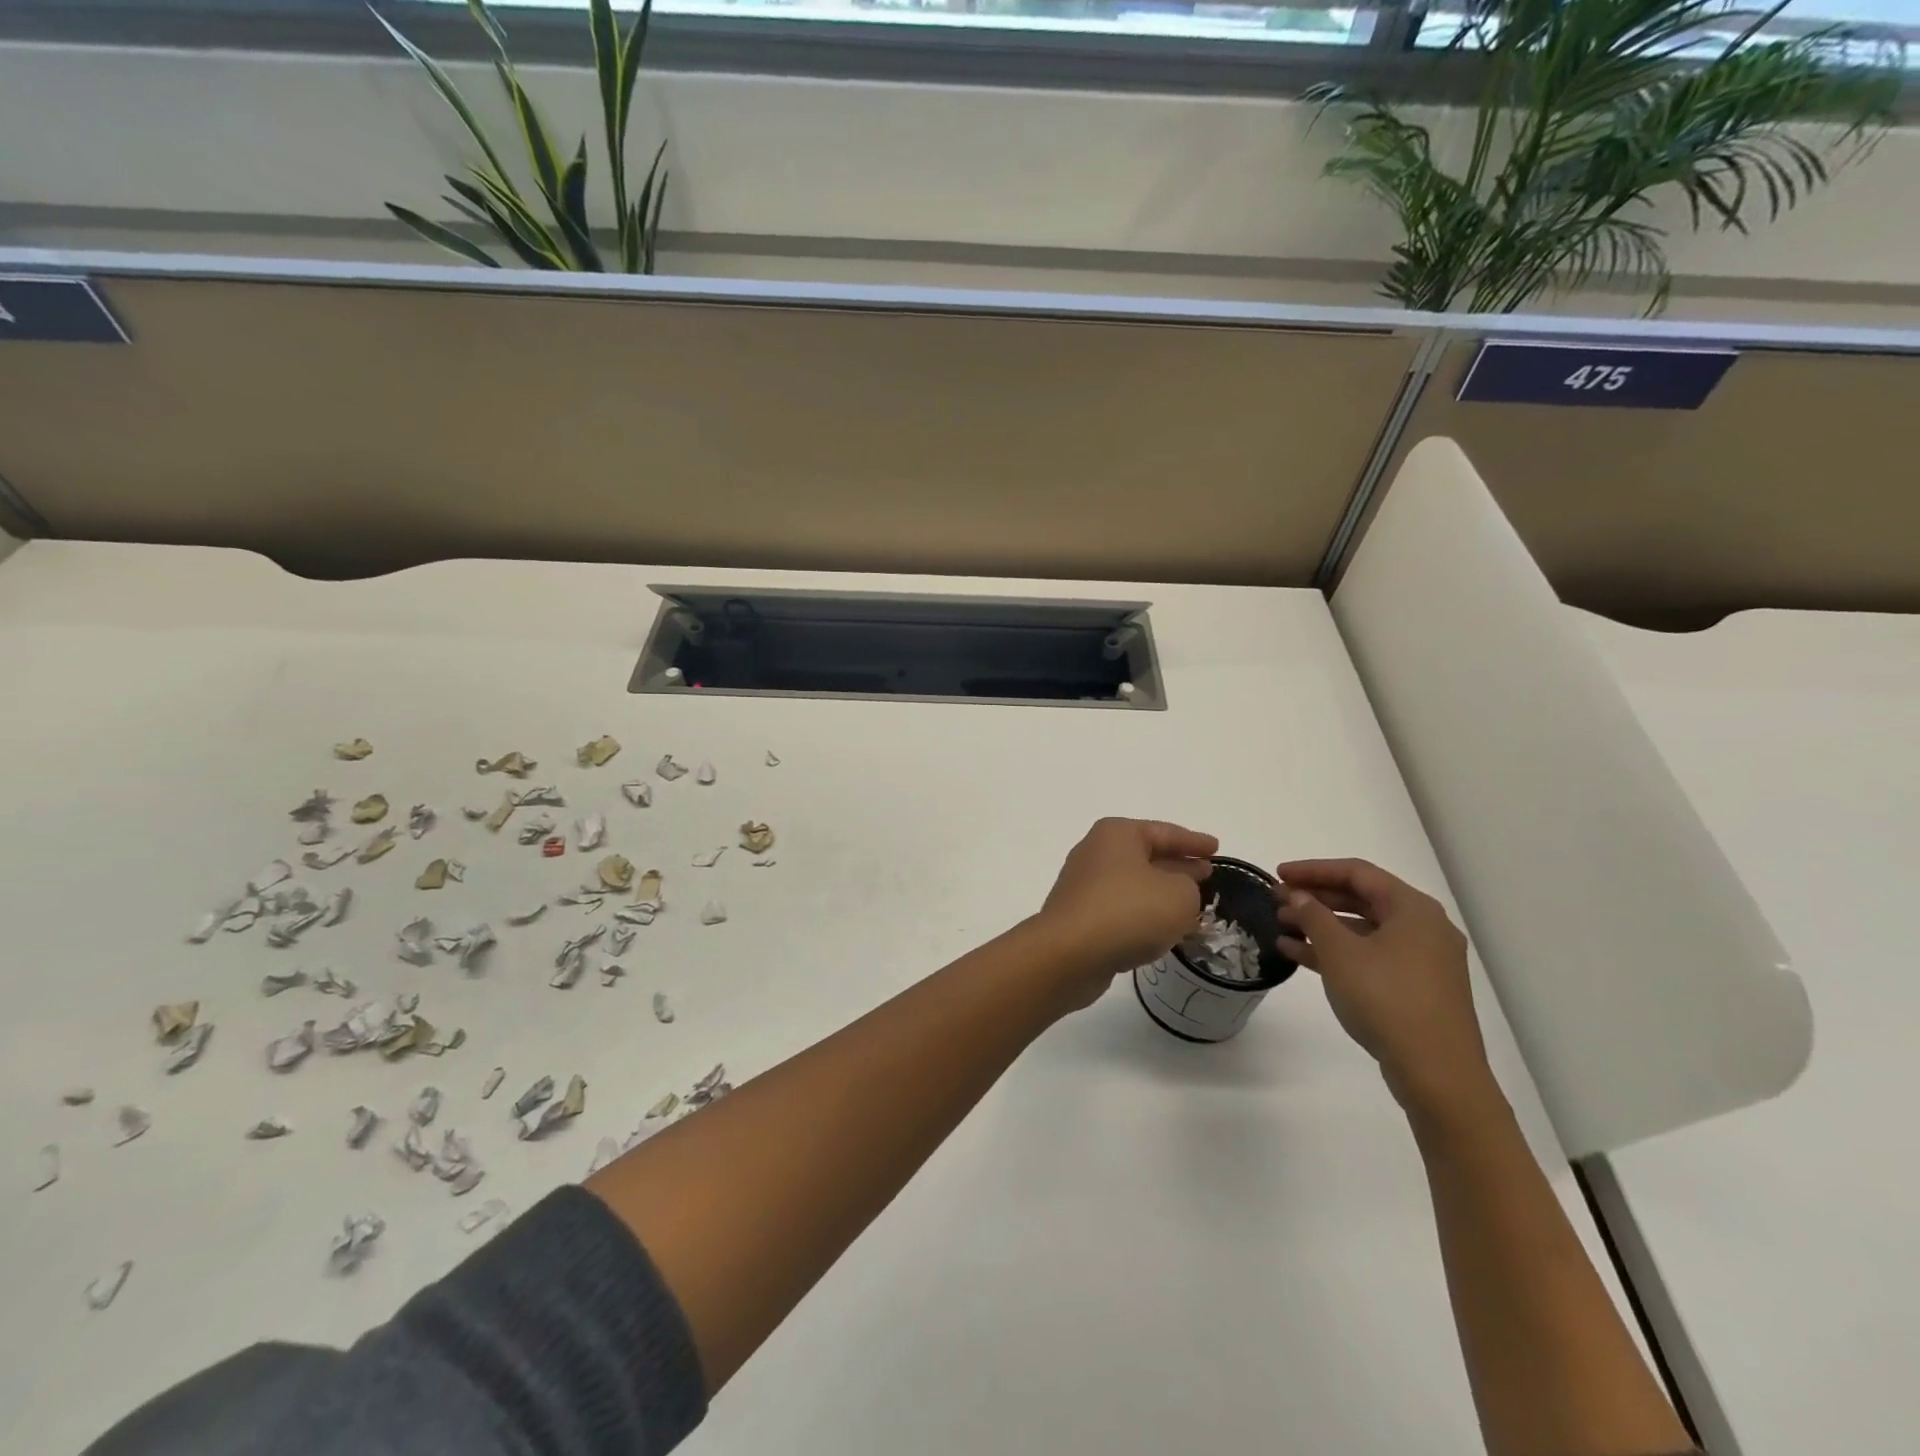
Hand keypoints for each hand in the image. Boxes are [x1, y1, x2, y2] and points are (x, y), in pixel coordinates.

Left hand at [1039, 818, 1217, 1007]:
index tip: (1217, 848)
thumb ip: (1189, 887)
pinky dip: (1144, 914)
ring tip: (1192, 905)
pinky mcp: (1079, 915)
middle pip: (1146, 855)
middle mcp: (1096, 852)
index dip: (1194, 842)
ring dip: (1161, 893)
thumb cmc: (1128, 912)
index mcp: (1118, 835)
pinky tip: (1162, 930)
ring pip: (1134, 884)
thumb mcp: (1179, 896)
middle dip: (1177, 866)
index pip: (1165, 833)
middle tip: (1207, 875)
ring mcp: (1084, 884)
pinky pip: (1122, 908)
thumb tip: (1176, 889)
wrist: (1068, 954)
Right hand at [1275, 858, 1492, 1115]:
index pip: (1357, 873)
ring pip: (1363, 929)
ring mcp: (1422, 960)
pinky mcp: (1415, 988)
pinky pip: (1370, 955)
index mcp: (1413, 909)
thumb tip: (1298, 895)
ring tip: (1281, 926)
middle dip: (1316, 898)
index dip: (1313, 870)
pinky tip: (1299, 954)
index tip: (1278, 874)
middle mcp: (1423, 927)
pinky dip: (1337, 952)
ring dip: (1321, 926)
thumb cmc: (1387, 999)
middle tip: (1277, 900)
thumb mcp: (1340, 953)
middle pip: (1361, 899)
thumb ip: (1313, 916)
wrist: (1437, 1074)